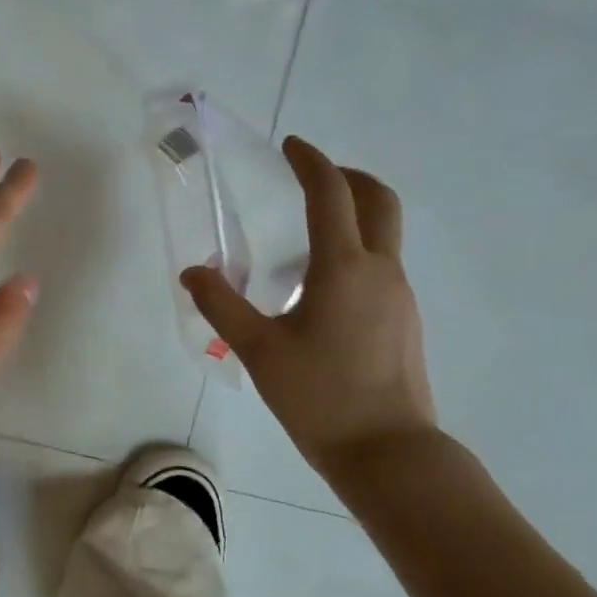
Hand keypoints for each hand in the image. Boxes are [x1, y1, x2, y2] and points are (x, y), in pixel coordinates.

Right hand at [182, 136, 435, 481]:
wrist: (388, 450)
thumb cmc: (318, 397)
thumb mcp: (257, 349)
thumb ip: (222, 305)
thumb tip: (193, 272)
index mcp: (344, 268)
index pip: (331, 194)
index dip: (310, 162)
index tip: (291, 146)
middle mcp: (380, 270)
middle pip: (378, 200)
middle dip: (348, 177)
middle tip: (313, 175)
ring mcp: (399, 296)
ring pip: (384, 233)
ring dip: (353, 213)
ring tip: (308, 232)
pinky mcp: (403, 320)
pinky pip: (382, 265)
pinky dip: (356, 249)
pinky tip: (322, 285)